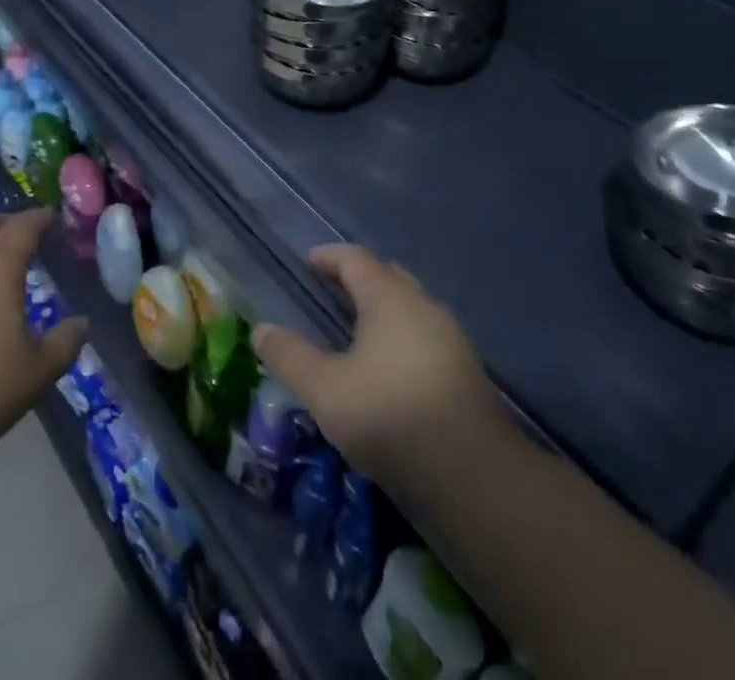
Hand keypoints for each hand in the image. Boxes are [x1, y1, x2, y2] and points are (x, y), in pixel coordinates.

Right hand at [254, 245, 501, 486]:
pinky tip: (388, 367)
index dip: (329, 257)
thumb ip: (290, 356)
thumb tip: (261, 329)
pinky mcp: (464, 371)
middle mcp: (423, 306)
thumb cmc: (390, 416)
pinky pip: (424, 335)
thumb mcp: (325, 390)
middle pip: (387, 276)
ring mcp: (450, 338)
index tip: (309, 261)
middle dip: (358, 278)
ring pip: (410, 307)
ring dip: (382, 308)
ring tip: (356, 329)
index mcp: (389, 297)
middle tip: (330, 289)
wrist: (474, 476)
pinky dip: (400, 335)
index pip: (355, 259)